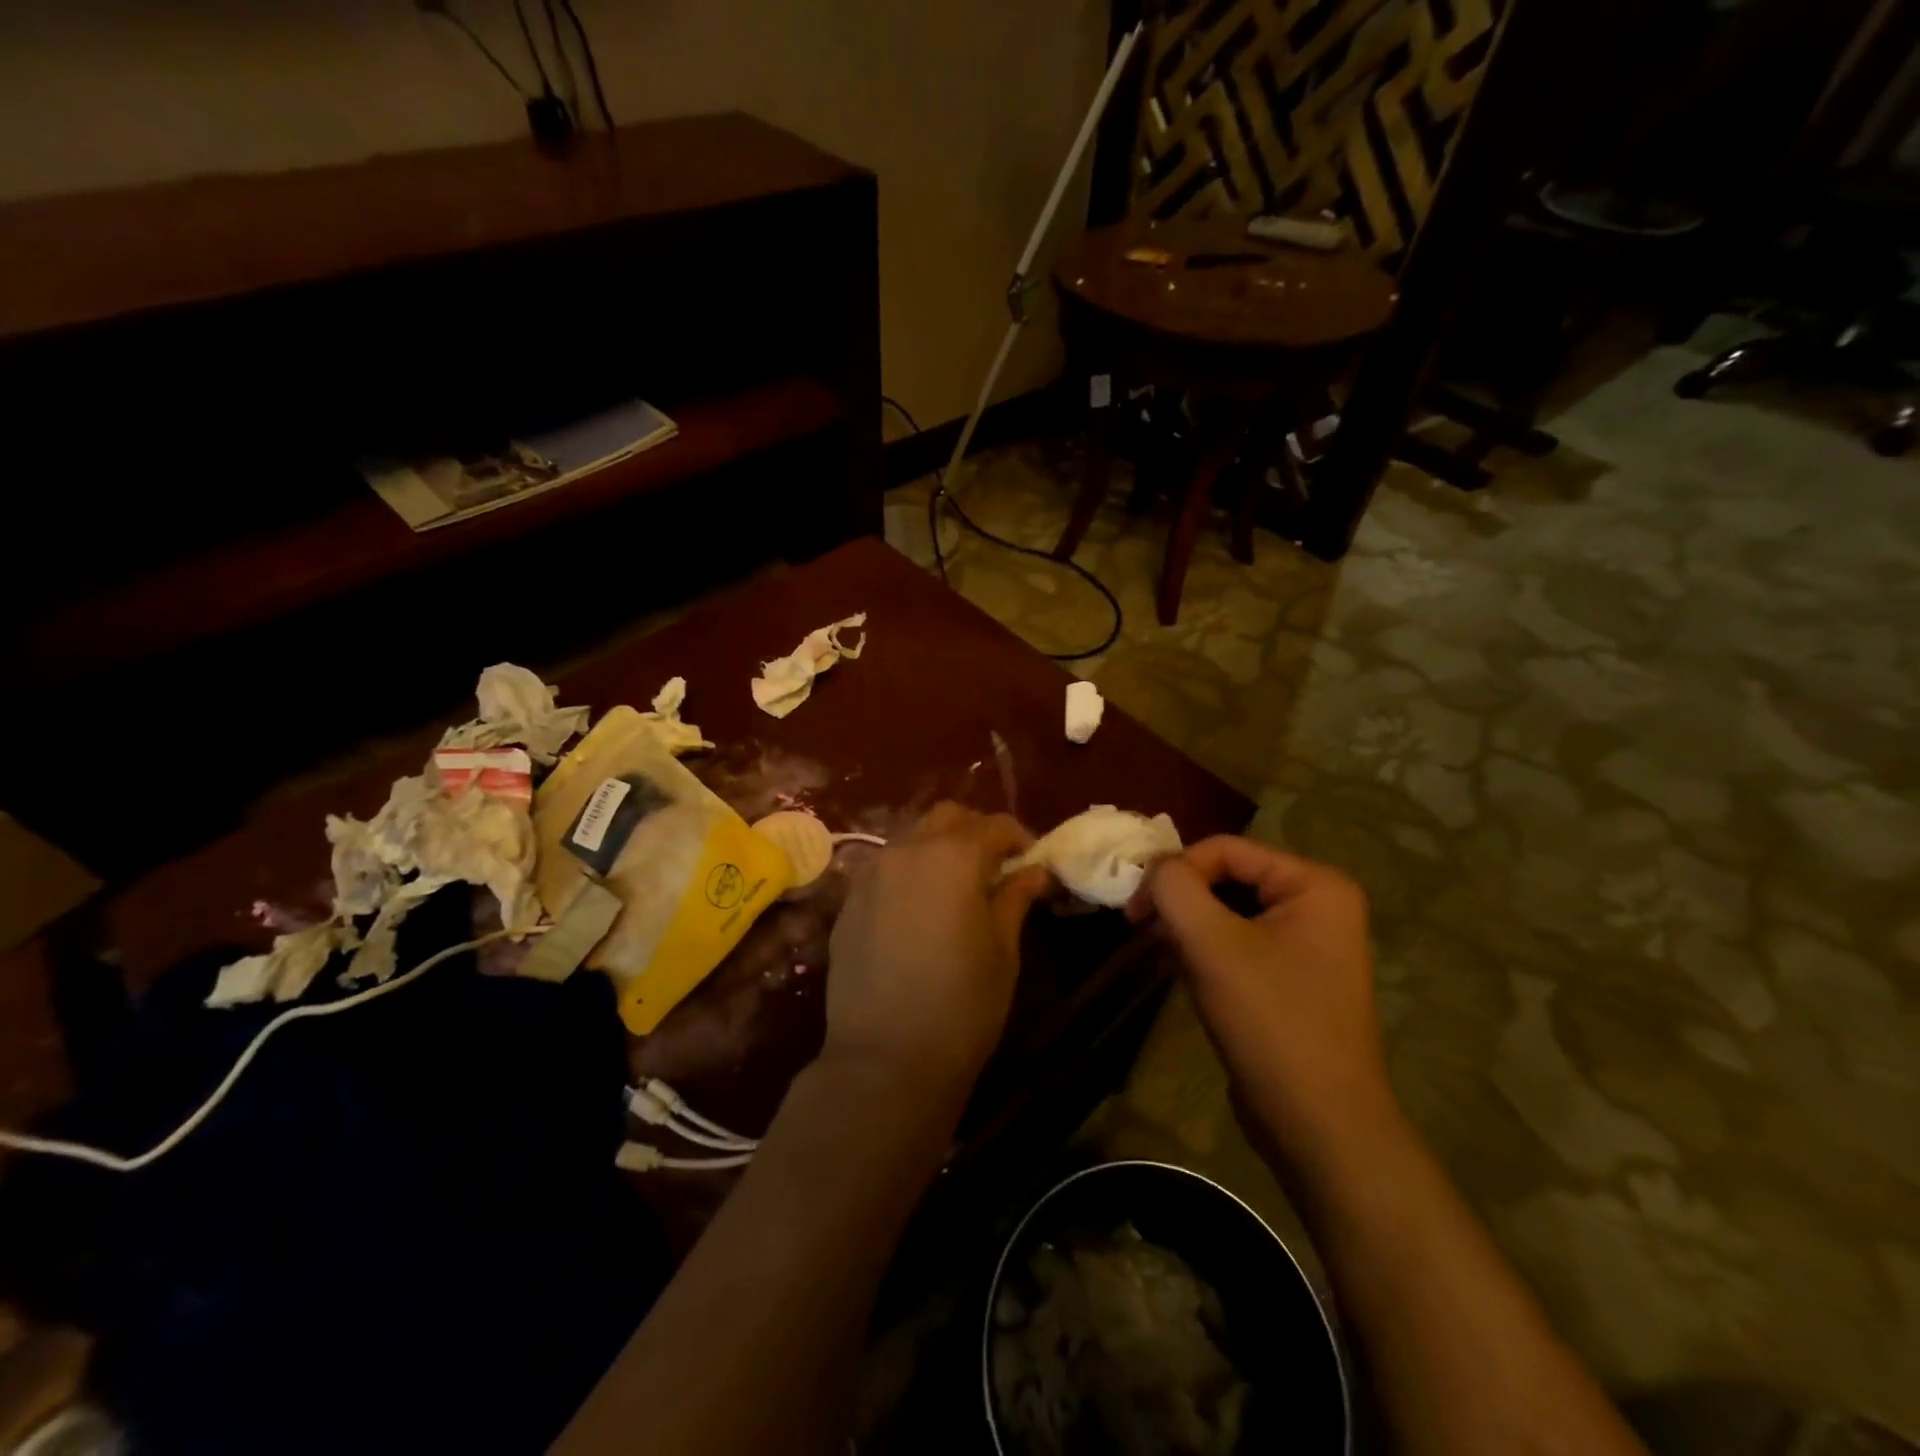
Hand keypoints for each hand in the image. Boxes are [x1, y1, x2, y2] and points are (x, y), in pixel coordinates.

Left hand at [824, 803, 1051, 1105]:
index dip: (1020, 838)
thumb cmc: (961, 1005)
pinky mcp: (849, 901)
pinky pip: (886, 867)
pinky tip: (920, 910)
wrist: (884, 1058)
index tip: (1033, 864)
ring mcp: (871, 873)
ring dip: (940, 848)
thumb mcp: (1003, 951)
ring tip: (957, 888)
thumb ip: (1015, 898)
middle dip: (977, 832)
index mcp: (953, 856)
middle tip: (996, 868)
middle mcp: (907, 850)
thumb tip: (1033, 871)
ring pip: (912, 837)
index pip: (994, 825)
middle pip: (947, 817)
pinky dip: (910, 872)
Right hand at [1129, 836, 1392, 1150]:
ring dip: (1187, 925)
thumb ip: (1175, 889)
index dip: (1174, 870)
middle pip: (1228, 877)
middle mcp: (1318, 905)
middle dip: (1180, 898)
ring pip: (1228, 911)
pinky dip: (1203, 949)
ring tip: (1156, 949)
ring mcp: (1306, 944)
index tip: (1133, 908)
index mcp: (1315, 885)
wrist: (1320, 1126)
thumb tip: (1152, 868)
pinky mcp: (1290, 978)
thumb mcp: (1213, 946)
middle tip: (1139, 927)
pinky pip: (1237, 943)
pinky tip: (1177, 968)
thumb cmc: (1271, 1022)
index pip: (1226, 850)